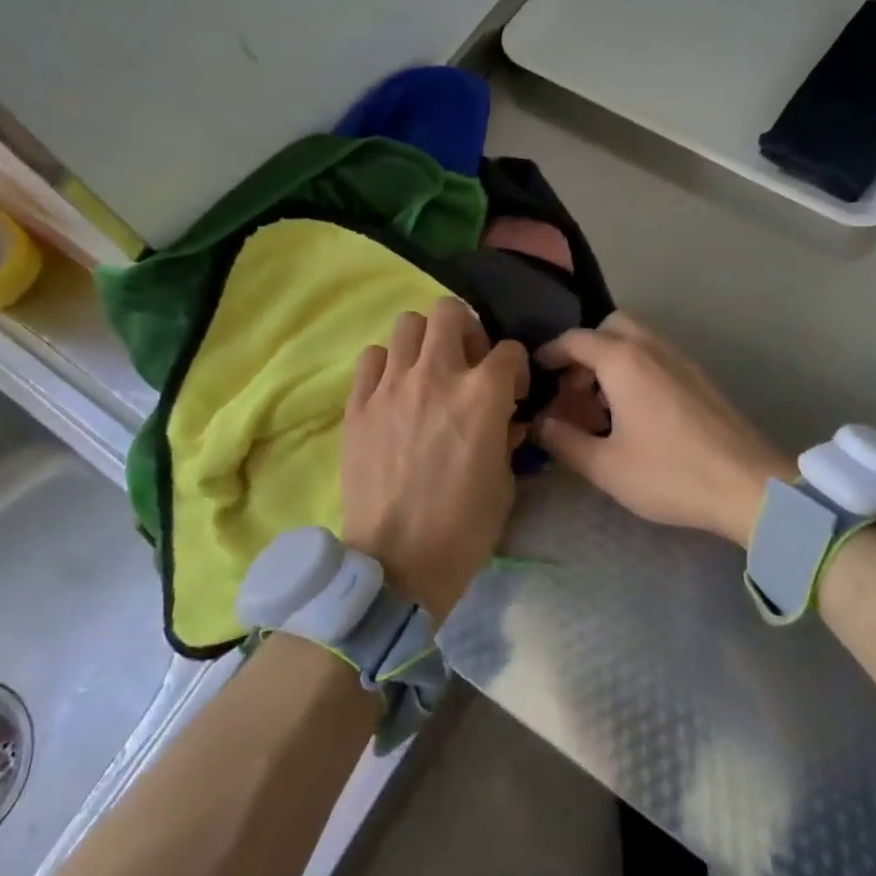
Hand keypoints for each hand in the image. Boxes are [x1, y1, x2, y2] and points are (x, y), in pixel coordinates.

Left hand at [341, 298, 530, 620]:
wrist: (397, 563)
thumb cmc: (463, 528)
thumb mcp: (505, 482)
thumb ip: (506, 436)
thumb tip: (504, 418)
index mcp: (482, 394)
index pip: (509, 350)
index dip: (517, 368)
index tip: (512, 392)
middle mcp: (437, 375)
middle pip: (450, 312)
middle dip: (466, 330)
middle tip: (467, 362)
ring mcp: (392, 385)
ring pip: (407, 324)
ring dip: (424, 341)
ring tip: (426, 371)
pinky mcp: (358, 403)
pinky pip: (372, 358)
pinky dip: (386, 365)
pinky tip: (393, 390)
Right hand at [535, 312, 795, 546]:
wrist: (749, 486)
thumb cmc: (670, 474)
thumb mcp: (606, 466)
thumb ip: (565, 441)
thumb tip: (541, 424)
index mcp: (623, 361)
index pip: (575, 339)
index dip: (550, 353)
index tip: (535, 372)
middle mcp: (652, 348)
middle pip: (611, 326)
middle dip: (586, 349)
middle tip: (575, 387)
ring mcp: (681, 360)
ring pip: (637, 339)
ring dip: (612, 359)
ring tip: (602, 405)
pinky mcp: (700, 377)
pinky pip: (657, 356)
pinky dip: (637, 368)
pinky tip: (635, 412)